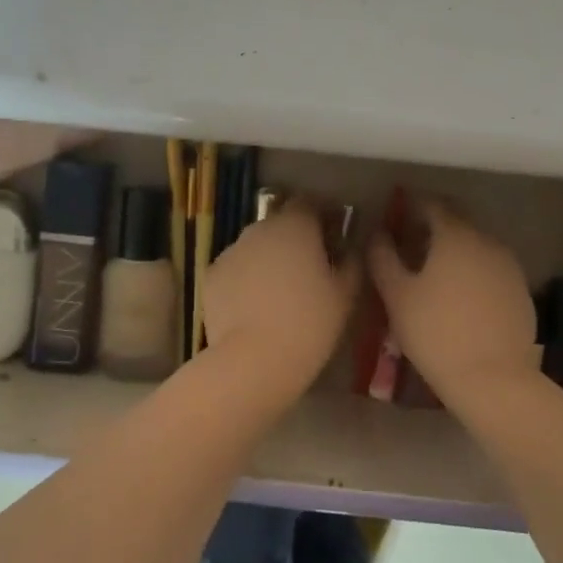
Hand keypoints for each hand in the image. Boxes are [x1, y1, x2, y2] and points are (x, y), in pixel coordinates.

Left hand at [203, 199, 360, 391]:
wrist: (255, 360)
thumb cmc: (310, 323)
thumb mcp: (346, 293)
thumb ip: (351, 261)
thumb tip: (347, 248)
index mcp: (295, 225)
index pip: (309, 202)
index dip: (322, 215)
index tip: (332, 236)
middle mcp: (259, 228)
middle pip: (280, 223)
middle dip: (294, 239)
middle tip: (309, 269)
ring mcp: (231, 250)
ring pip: (256, 246)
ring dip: (269, 259)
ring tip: (280, 293)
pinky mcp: (211, 275)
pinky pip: (236, 269)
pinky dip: (246, 279)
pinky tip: (255, 307)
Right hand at [367, 199, 540, 401]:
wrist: (493, 379)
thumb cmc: (436, 333)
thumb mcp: (397, 296)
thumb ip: (383, 258)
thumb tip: (377, 235)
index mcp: (455, 236)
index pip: (432, 205)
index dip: (411, 207)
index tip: (396, 218)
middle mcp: (487, 241)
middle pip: (457, 223)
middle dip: (433, 229)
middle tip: (411, 246)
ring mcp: (509, 267)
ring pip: (476, 247)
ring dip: (455, 251)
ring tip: (434, 274)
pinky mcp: (521, 292)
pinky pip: (491, 271)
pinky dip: (474, 273)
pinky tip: (461, 298)